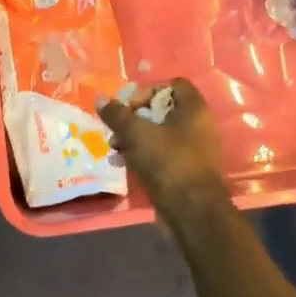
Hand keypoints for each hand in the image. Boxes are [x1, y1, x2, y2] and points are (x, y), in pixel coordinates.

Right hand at [97, 78, 229, 226]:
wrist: (191, 211)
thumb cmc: (168, 163)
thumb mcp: (138, 134)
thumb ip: (117, 115)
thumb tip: (99, 98)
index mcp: (194, 110)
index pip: (173, 85)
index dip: (148, 90)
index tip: (128, 105)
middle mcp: (196, 126)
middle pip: (160, 110)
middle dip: (134, 117)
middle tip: (116, 128)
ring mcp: (190, 150)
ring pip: (157, 134)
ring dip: (132, 138)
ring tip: (114, 148)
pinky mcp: (181, 171)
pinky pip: (158, 155)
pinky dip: (140, 155)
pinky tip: (121, 163)